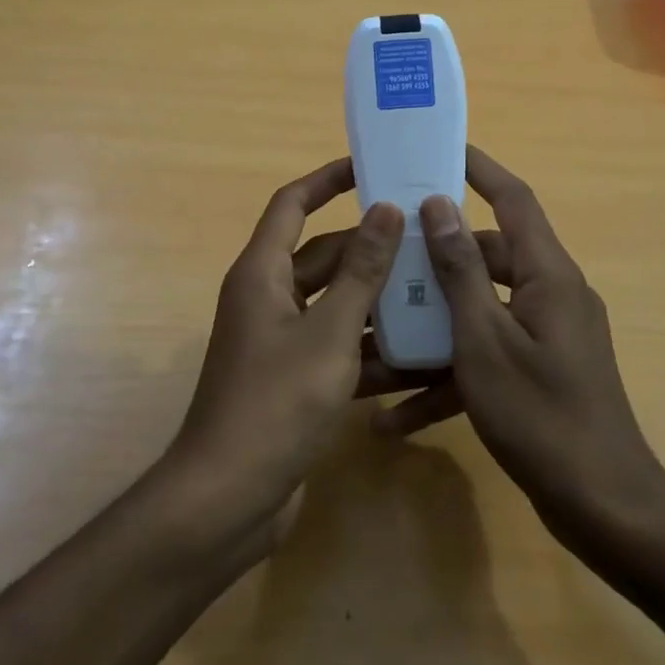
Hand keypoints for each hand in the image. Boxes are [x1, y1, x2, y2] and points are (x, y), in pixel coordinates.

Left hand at [170, 157, 444, 533]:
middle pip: (322, 255)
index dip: (327, 180)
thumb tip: (385, 209)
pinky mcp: (294, 379)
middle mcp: (267, 298)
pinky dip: (370, 348)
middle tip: (425, 236)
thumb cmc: (276, 403)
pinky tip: (419, 355)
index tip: (371, 165)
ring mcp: (280, 341)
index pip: (293, 204)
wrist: (229, 499)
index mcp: (262, 273)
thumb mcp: (329, 332)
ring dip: (376, 299)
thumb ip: (361, 272)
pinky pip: (337, 346)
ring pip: (335, 303)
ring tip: (435, 289)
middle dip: (370, 247)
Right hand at [377, 147, 664, 543]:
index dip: (480, 169)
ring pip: (478, 314)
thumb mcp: (485, 340)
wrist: (604, 510)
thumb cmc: (541, 415)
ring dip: (431, 330)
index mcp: (547, 275)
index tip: (441, 149)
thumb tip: (439, 207)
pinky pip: (485, 359)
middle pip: (487, 259)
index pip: (514, 200)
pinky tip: (395, 418)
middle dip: (435, 261)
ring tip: (372, 341)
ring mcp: (545, 338)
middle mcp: (550, 296)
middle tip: (385, 254)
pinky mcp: (537, 374)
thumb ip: (461, 272)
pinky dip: (446, 379)